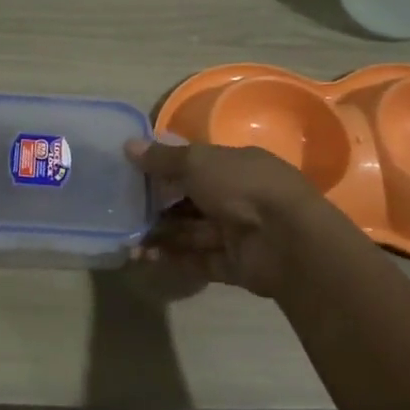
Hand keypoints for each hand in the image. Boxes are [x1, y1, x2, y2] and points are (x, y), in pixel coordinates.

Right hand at [124, 136, 323, 297]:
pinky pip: (198, 260)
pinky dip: (173, 259)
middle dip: (159, 207)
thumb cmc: (242, 187)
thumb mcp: (197, 162)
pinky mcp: (234, 264)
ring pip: (192, 232)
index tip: (133, 176)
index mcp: (235, 165)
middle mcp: (238, 196)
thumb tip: (128, 145)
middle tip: (124, 213)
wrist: (286, 240)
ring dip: (161, 235)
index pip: (196, 165)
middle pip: (191, 201)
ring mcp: (238, 232)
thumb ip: (163, 158)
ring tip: (128, 241)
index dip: (165, 169)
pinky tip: (145, 258)